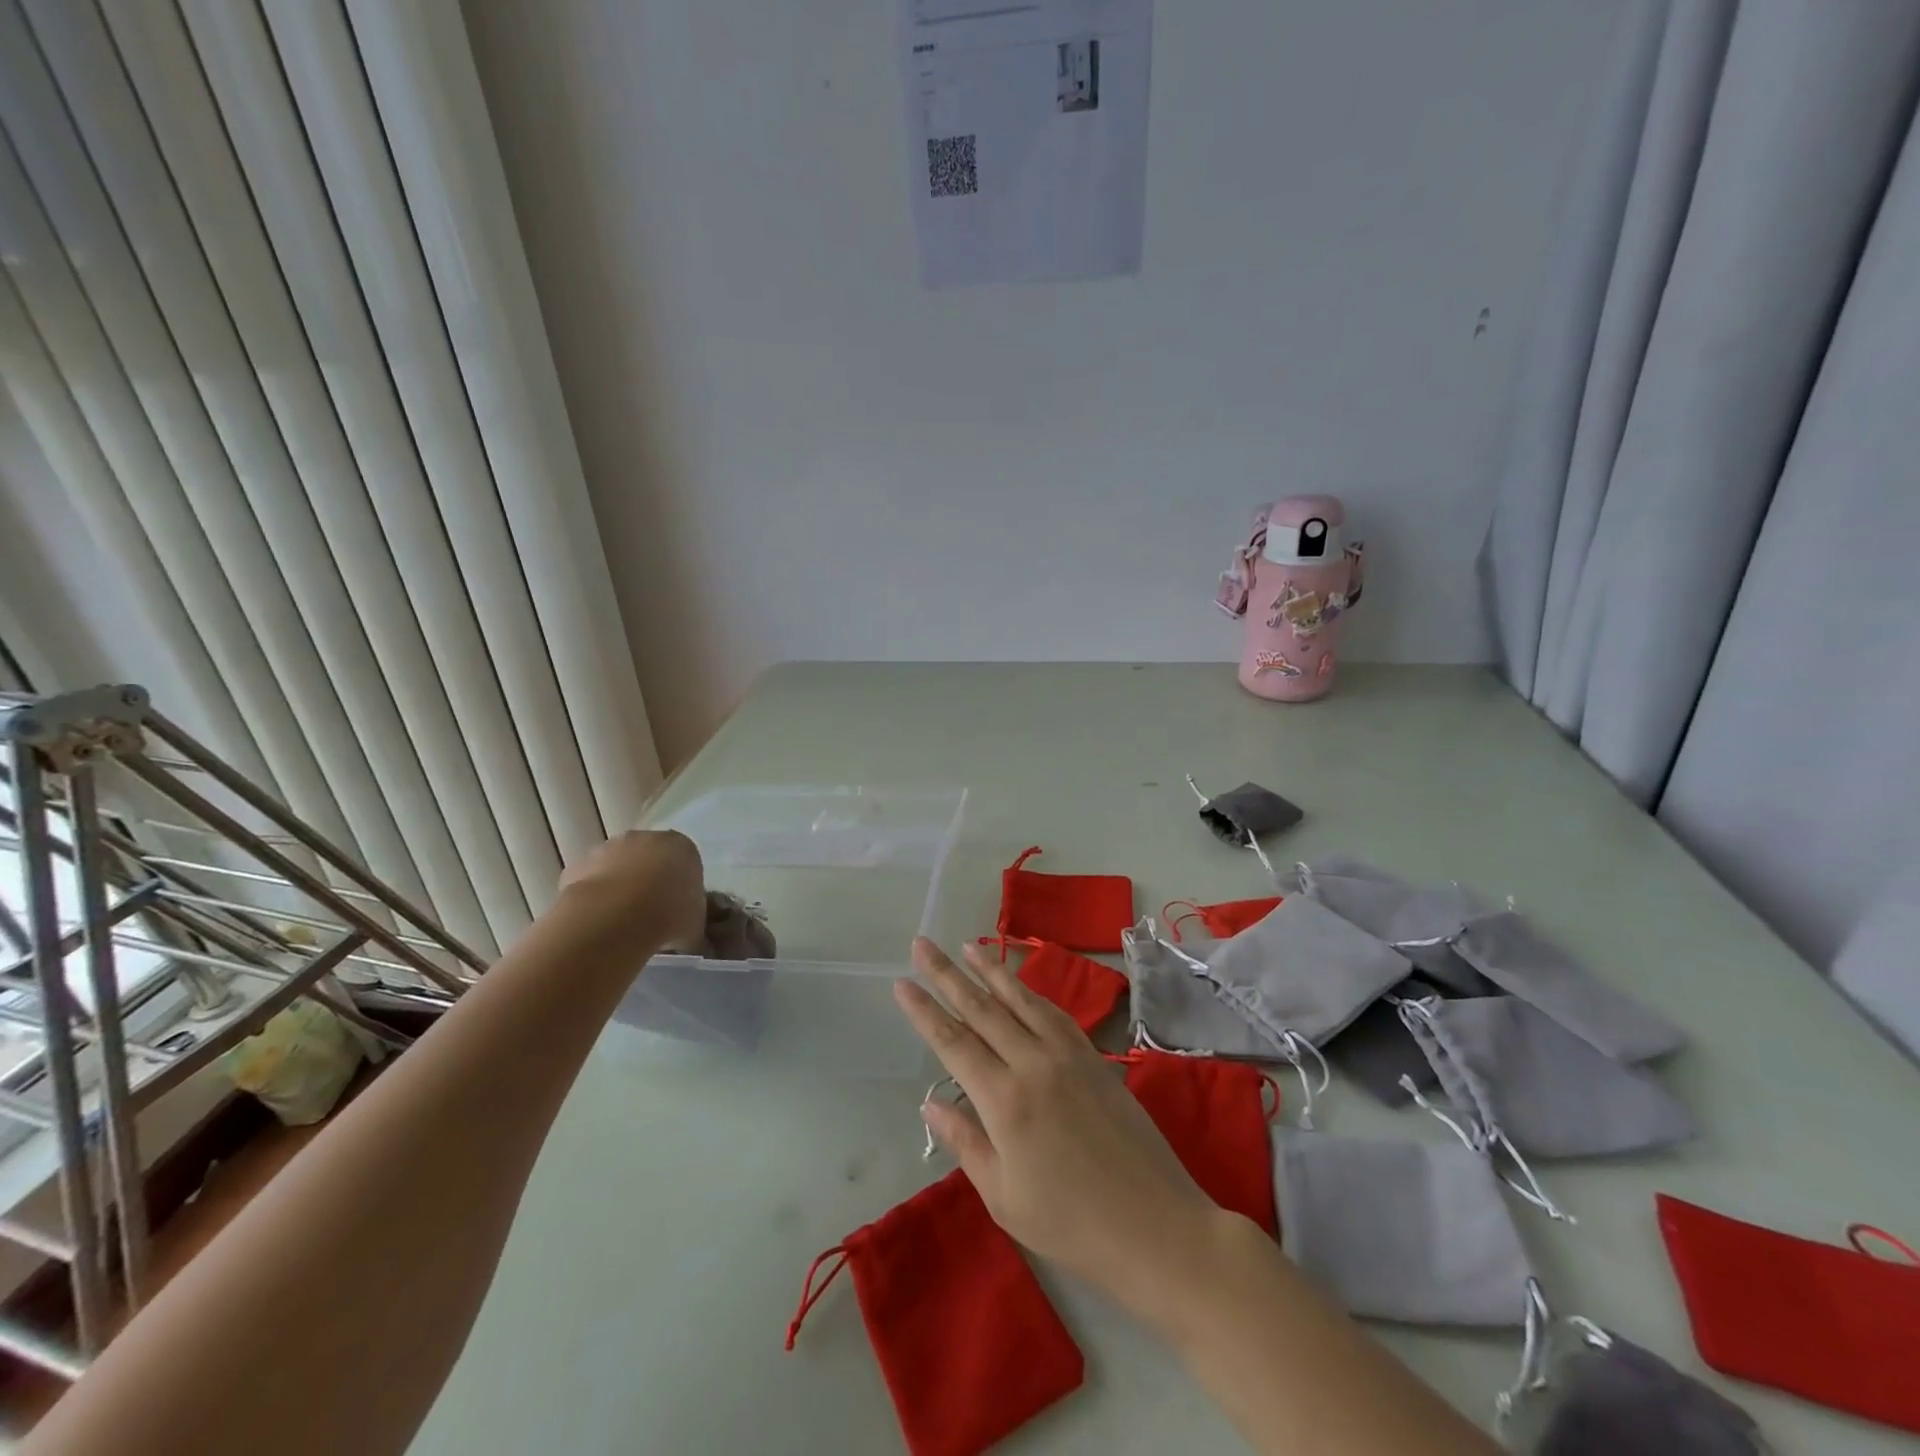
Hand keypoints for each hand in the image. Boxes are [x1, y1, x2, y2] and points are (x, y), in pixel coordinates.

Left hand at [558, 830, 705, 949]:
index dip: (680, 886)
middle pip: (649, 858)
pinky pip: (589, 881)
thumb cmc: (669, 915)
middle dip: (648, 881)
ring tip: (620, 922)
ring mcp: (608, 848)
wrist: (615, 918)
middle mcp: (645, 839)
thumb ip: (694, 928)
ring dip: (619, 887)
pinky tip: (597, 922)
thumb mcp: (695, 927)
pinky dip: (593, 897)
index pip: (685, 862)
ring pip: (617, 867)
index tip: (676, 910)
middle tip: (649, 914)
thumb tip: (695, 944)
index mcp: (682, 847)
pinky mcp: (579, 865)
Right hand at [893, 938, 1221, 1311]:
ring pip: (1021, 999)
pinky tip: (1019, 984)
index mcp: (1005, 1102)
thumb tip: (931, 1102)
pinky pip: (1054, 1012)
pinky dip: (1030, 991)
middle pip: (982, 1009)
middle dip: (948, 974)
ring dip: (990, 970)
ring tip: (967, 946)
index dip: (924, 1011)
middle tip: (922, 944)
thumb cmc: (1071, 1225)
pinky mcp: (1094, 1057)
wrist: (1155, 1226)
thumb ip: (966, 1142)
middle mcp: (1034, 1064)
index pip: (954, 1043)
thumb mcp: (1004, 1196)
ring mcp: (1068, 1055)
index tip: (902, 983)